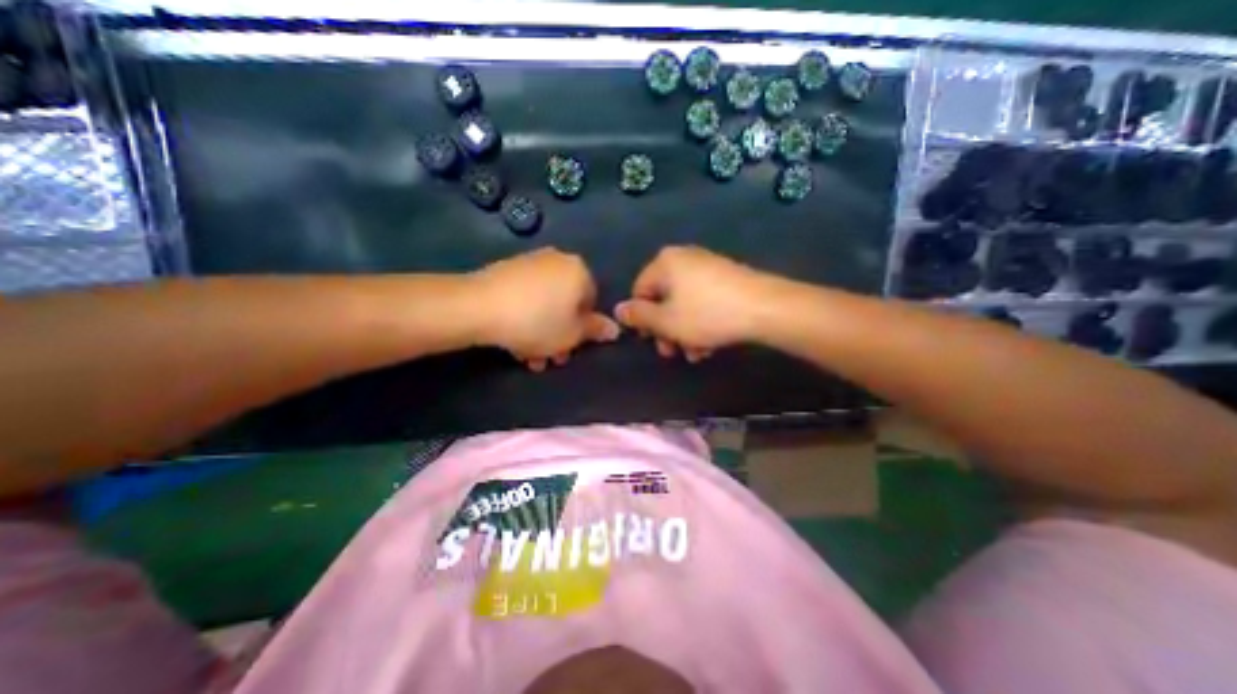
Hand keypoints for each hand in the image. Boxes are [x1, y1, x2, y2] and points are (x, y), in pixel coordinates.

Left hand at [469, 245, 617, 370]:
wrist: (478, 307)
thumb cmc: (537, 322)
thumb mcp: (572, 334)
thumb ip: (595, 331)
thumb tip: (615, 329)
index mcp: (579, 271)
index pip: (591, 302)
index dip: (582, 329)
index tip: (569, 348)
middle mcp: (557, 260)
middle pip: (566, 303)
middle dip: (559, 334)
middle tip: (550, 358)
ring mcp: (530, 262)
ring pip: (544, 303)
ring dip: (541, 331)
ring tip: (528, 356)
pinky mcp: (506, 269)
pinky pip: (525, 296)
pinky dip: (524, 316)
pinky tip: (514, 339)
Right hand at [615, 243, 774, 361]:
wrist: (766, 308)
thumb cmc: (707, 315)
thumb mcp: (666, 321)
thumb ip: (638, 315)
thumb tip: (618, 309)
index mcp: (665, 263)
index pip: (639, 291)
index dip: (642, 320)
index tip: (652, 341)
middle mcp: (684, 258)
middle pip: (663, 298)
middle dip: (666, 330)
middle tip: (672, 352)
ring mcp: (708, 266)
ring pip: (685, 304)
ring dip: (685, 332)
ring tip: (696, 354)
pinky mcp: (727, 278)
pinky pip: (704, 301)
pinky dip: (702, 322)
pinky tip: (710, 345)